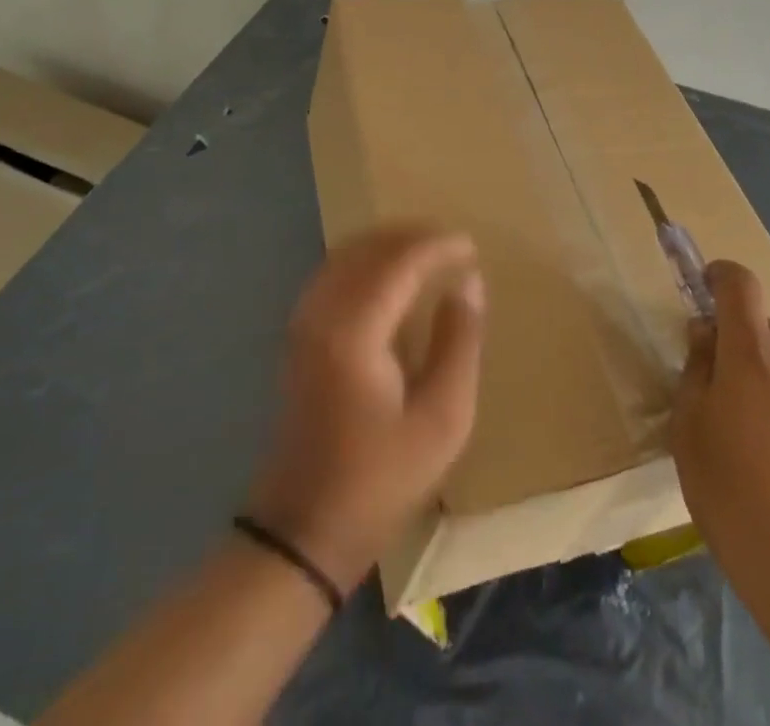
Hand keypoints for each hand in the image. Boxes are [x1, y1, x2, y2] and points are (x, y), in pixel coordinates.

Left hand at [245, 224, 484, 597]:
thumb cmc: (380, 479)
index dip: (437, 246)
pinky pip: (333, 275)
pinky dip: (365, 261)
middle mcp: (322, 314)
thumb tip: (468, 283)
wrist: (303, 532)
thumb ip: (460, 341)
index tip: (471, 246)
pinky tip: (389, 277)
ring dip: (387, 245)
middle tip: (453, 245)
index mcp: (356, 331)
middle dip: (412, 236)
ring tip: (428, 253)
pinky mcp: (298, 338)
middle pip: (367, 248)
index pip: (399, 261)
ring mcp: (303, 325)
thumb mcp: (442, 418)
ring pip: (345, 256)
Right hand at [671, 260, 769, 607]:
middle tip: (724, 401)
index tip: (705, 287)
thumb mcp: (690, 433)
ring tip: (762, 450)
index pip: (740, 285)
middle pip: (765, 333)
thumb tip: (705, 336)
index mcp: (753, 353)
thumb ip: (695, 372)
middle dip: (742, 350)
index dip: (721, 276)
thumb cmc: (738, 500)